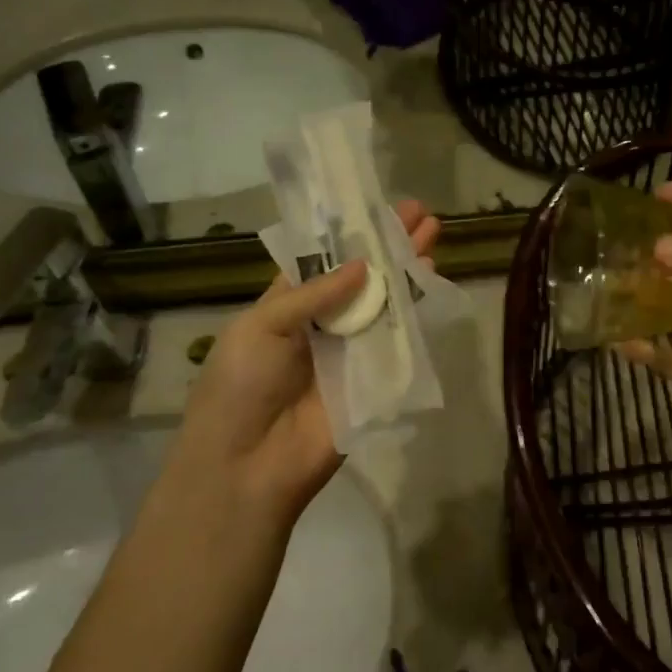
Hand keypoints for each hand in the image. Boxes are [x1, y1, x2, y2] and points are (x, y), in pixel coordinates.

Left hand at [175, 199, 439, 524]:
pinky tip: (431, 280)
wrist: (248, 466)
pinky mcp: (375, 377)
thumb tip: (364, 267)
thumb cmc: (240, 387)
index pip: (323, 259)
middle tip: (421, 214)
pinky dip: (416, 310)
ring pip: (385, 302)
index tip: (376, 204)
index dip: (349, 232)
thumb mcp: (261, 326)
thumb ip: (313, 294)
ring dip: (407, 269)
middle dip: (389, 244)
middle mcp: (322, 322)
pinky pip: (398, 339)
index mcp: (285, 304)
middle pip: (363, 276)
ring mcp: (351, 349)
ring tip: (432, 235)